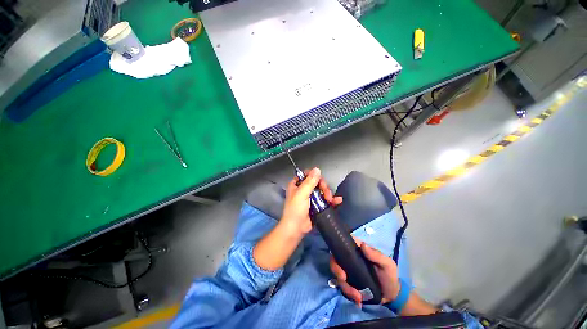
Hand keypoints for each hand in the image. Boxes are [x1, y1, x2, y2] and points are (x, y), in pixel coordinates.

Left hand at [280, 167, 342, 236]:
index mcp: (297, 185)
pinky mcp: (317, 205)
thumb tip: (317, 169)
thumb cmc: (296, 209)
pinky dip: (332, 200)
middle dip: (323, 186)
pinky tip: (338, 201)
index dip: (314, 175)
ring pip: (322, 190)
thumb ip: (310, 182)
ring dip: (328, 193)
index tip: (319, 180)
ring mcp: (311, 198)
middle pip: (317, 182)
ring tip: (330, 199)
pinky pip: (325, 200)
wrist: (297, 229)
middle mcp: (304, 189)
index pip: (306, 174)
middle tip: (325, 192)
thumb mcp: (301, 194)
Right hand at [330, 241, 399, 307]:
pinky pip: (343, 286)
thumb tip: (362, 245)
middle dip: (336, 270)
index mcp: (358, 250)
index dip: (337, 247)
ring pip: (338, 274)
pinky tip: (358, 300)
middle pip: (335, 259)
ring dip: (345, 286)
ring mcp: (348, 271)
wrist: (391, 296)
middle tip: (343, 279)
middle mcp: (350, 258)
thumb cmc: (389, 276)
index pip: (343, 243)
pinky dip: (348, 294)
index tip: (339, 259)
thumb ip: (376, 255)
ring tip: (357, 297)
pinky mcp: (349, 282)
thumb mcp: (387, 264)